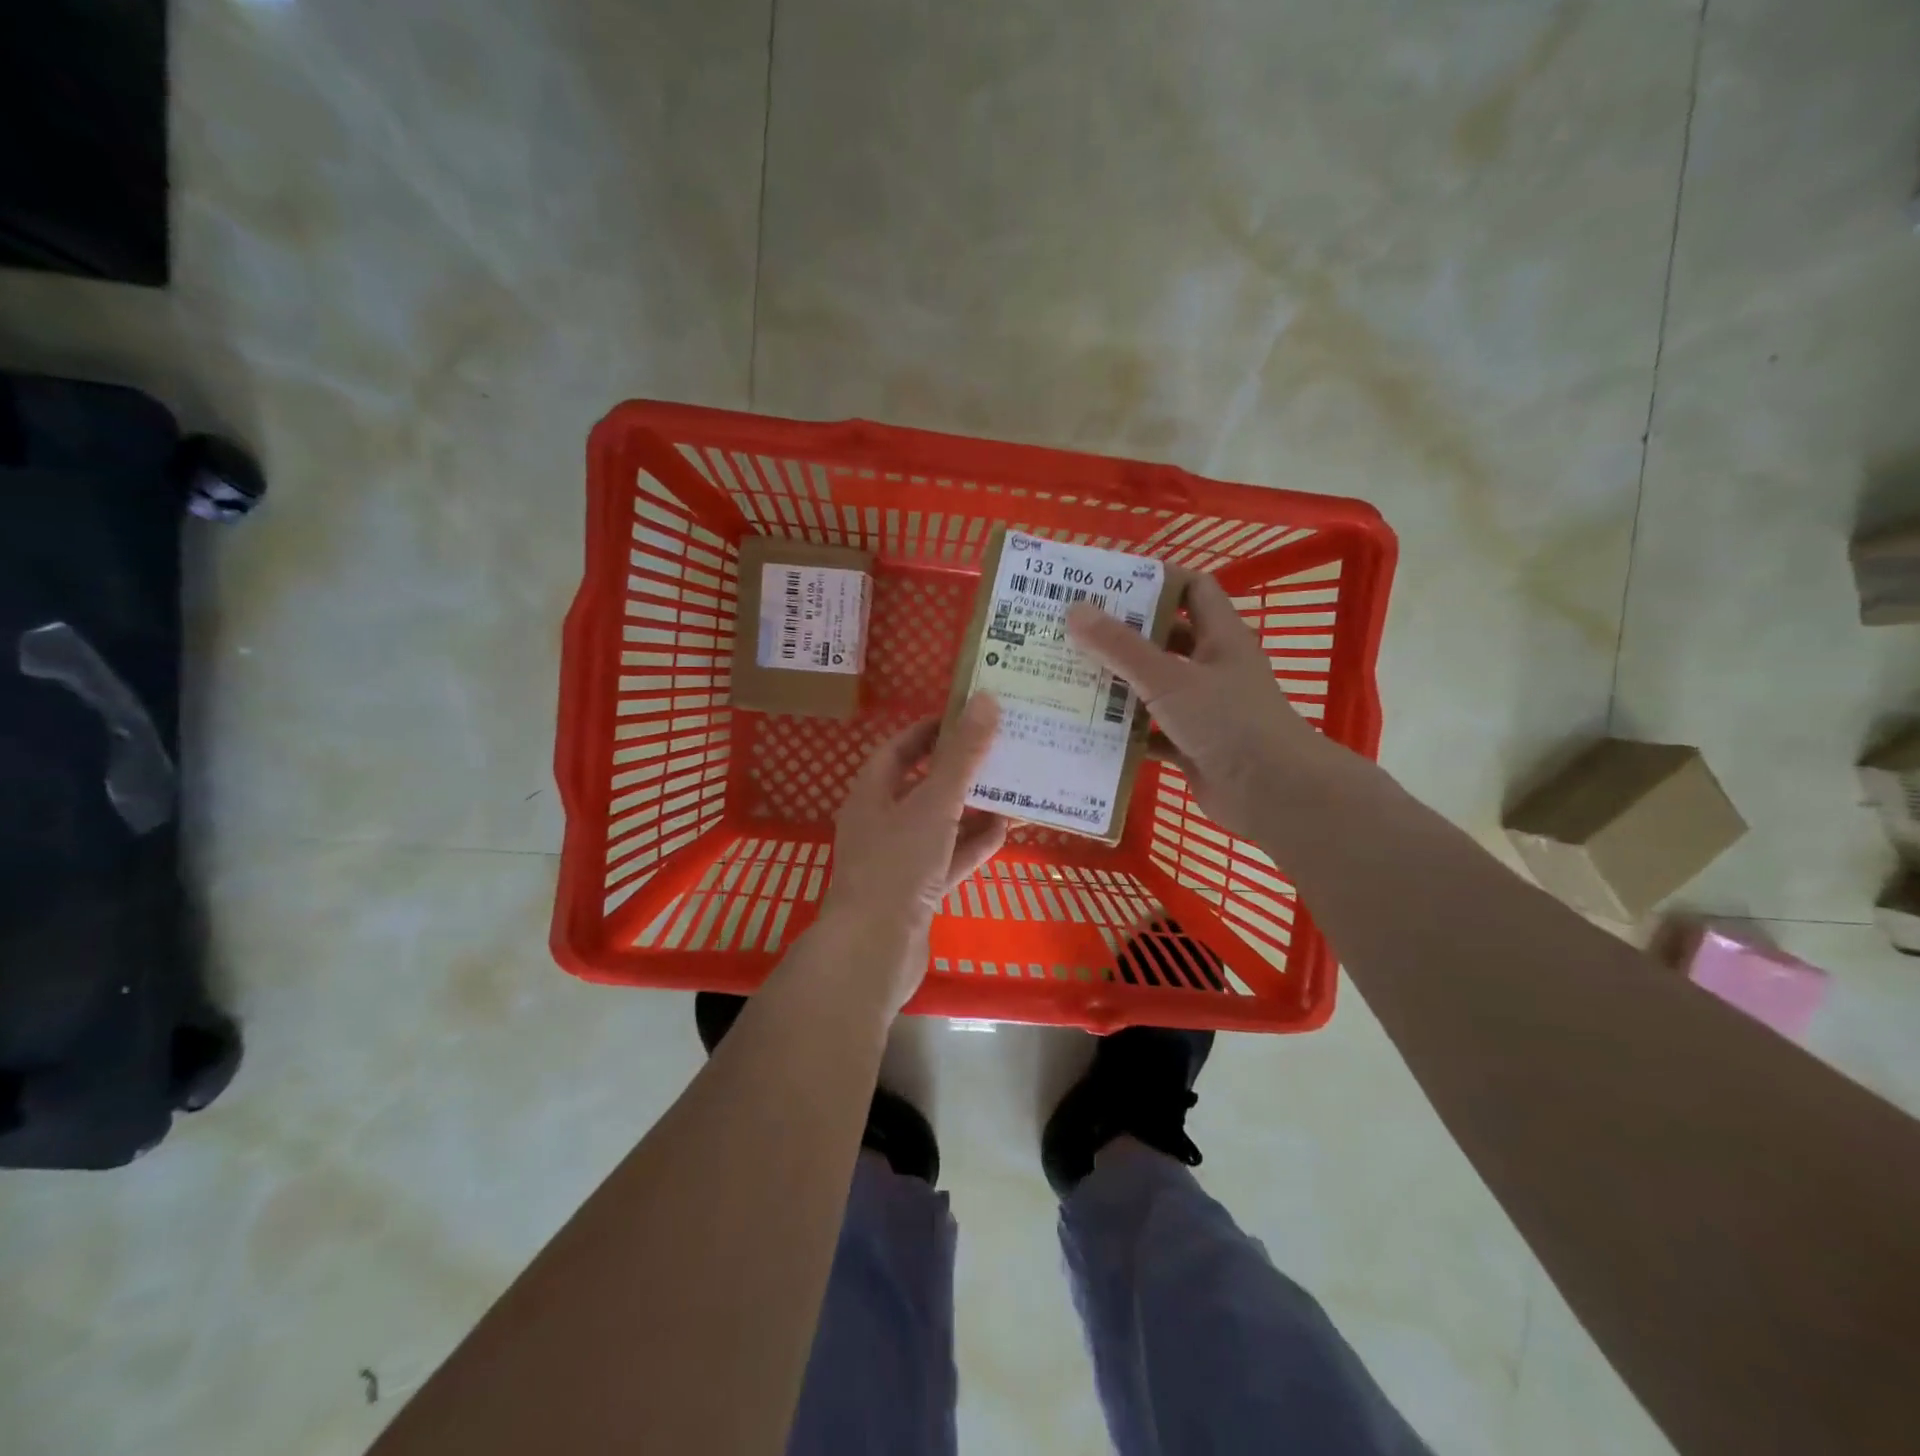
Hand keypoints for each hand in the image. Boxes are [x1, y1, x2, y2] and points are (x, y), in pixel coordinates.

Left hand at [816, 694, 1007, 1013]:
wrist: (873, 951)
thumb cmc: (897, 865)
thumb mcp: (934, 804)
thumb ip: (962, 755)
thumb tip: (984, 700)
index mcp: (871, 794)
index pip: (899, 749)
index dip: (930, 731)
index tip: (966, 717)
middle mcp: (880, 823)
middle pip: (922, 786)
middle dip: (959, 770)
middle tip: (1000, 751)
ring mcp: (898, 860)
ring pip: (939, 825)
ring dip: (971, 809)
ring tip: (1012, 789)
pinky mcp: (915, 893)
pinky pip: (948, 860)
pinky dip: (972, 846)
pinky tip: (1004, 833)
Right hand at [1067, 574, 1332, 841]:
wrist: (1271, 793)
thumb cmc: (1227, 722)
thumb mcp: (1168, 679)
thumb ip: (1121, 647)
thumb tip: (1075, 610)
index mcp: (1219, 637)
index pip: (1192, 589)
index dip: (1156, 580)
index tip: (1109, 583)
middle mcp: (1213, 667)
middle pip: (1165, 639)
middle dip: (1124, 635)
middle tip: (1075, 631)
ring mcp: (1204, 708)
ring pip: (1155, 687)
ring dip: (1120, 684)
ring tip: (1072, 676)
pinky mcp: (1193, 745)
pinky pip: (1152, 731)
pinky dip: (1126, 731)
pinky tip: (1089, 730)